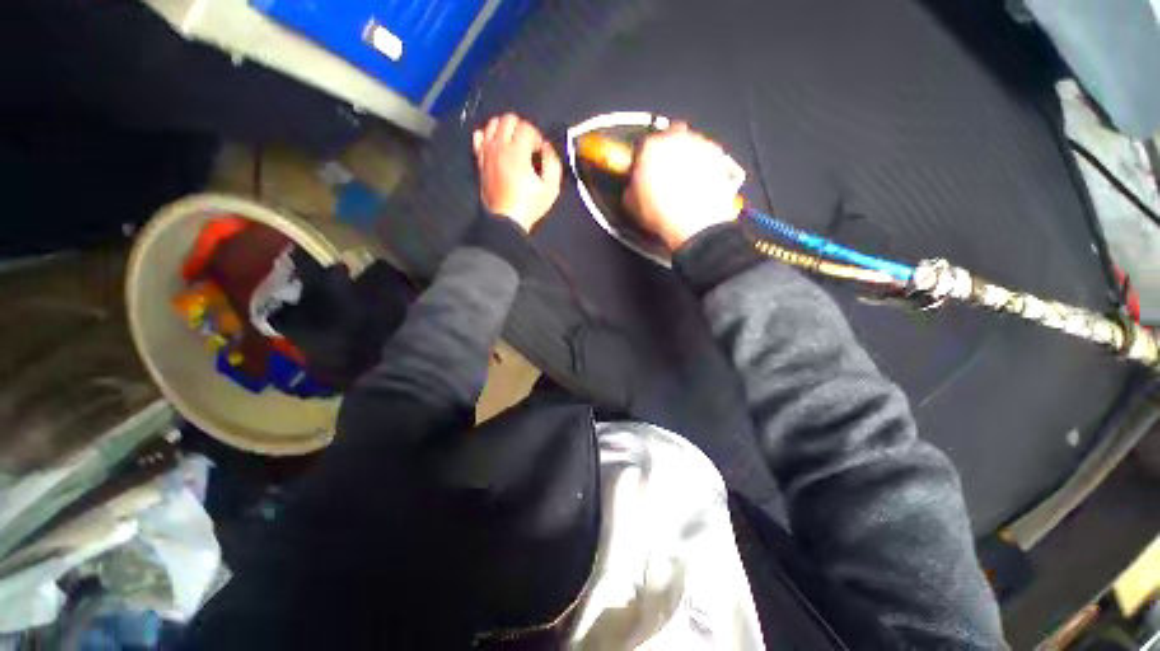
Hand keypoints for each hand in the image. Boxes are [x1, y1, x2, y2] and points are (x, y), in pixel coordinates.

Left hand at [473, 113, 562, 231]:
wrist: (506, 220)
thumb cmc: (529, 205)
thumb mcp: (551, 188)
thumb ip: (552, 163)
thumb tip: (546, 147)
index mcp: (517, 152)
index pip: (526, 127)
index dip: (537, 136)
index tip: (539, 152)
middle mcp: (499, 147)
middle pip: (508, 119)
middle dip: (521, 128)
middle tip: (528, 145)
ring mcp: (487, 152)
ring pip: (492, 123)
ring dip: (505, 128)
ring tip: (513, 144)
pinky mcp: (479, 160)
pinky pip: (479, 136)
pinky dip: (488, 135)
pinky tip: (497, 146)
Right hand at [623, 123, 744, 251]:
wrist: (695, 225)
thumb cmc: (660, 214)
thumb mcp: (630, 204)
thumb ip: (631, 187)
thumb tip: (634, 186)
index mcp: (650, 147)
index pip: (642, 145)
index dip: (642, 159)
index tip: (642, 171)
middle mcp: (677, 138)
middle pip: (670, 136)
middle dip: (667, 151)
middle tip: (664, 172)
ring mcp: (701, 145)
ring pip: (691, 144)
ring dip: (687, 157)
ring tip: (684, 182)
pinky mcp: (720, 157)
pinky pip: (708, 157)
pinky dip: (704, 166)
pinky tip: (699, 185)